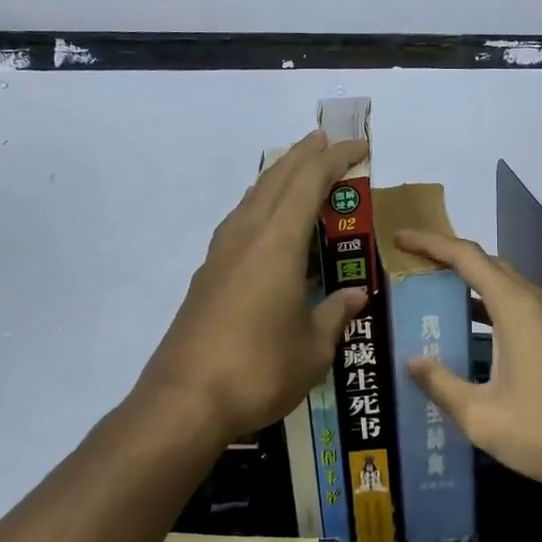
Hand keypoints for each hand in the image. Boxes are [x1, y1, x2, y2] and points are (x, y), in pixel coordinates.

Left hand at [139, 131, 369, 443]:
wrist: (183, 402)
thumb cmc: (259, 371)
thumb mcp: (312, 349)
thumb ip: (334, 316)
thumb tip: (355, 296)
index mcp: (277, 245)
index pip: (309, 185)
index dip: (335, 160)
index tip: (358, 146)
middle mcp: (246, 238)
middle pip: (275, 180)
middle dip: (302, 156)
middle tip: (324, 140)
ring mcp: (220, 256)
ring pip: (251, 199)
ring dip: (276, 178)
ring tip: (295, 171)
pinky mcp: (206, 278)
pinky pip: (238, 223)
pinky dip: (257, 206)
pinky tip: (262, 223)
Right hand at [396, 229, 541, 504]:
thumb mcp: (483, 417)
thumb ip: (442, 386)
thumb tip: (413, 362)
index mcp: (517, 308)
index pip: (467, 258)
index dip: (431, 244)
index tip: (400, 240)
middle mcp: (541, 305)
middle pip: (491, 267)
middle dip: (452, 263)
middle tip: (415, 274)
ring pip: (511, 292)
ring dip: (475, 291)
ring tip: (440, 305)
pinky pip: (526, 314)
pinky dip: (496, 314)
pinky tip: (481, 343)